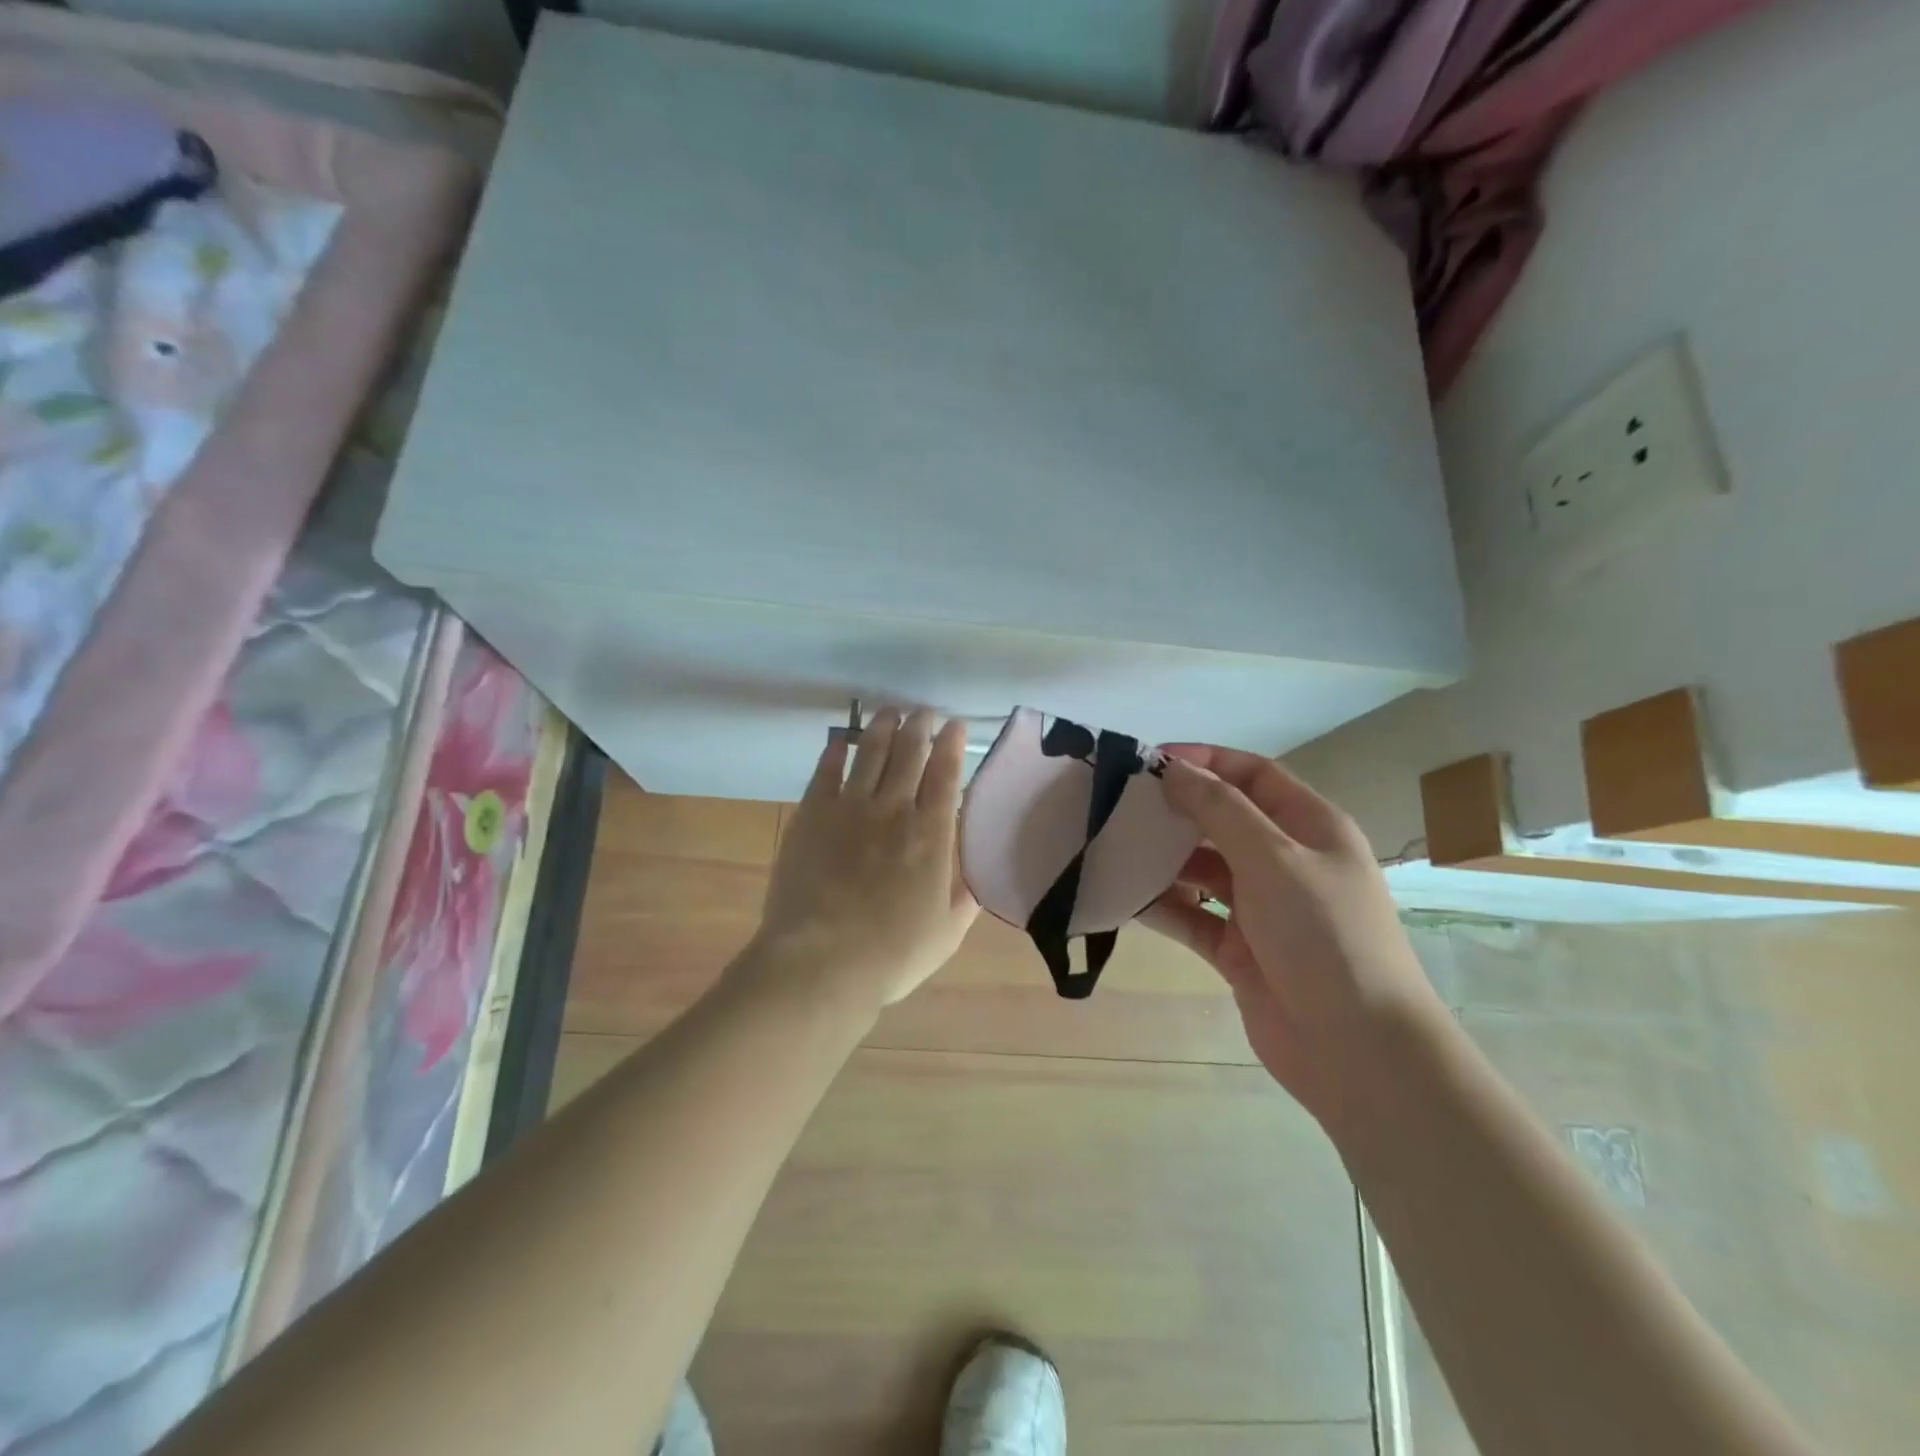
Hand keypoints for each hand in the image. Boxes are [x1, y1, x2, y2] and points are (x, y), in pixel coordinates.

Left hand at [750, 708, 979, 1008]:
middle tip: (924, 712)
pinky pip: (827, 770)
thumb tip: (974, 869)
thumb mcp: (947, 931)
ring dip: (883, 727)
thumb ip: (965, 895)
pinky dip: (837, 750)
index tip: (956, 724)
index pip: (946, 773)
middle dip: (920, 725)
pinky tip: (842, 740)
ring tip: (890, 712)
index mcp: (932, 834)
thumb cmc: (892, 954)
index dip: (952, 743)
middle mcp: (894, 809)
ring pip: (871, 752)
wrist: (821, 962)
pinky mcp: (813, 813)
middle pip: (910, 752)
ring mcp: (850, 807)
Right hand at [1139, 745, 1446, 1125]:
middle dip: (1177, 810)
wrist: (1357, 1050)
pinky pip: (1193, 916)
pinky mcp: (1238, 950)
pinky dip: (1164, 905)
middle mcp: (1286, 861)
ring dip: (1165, 859)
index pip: (1253, 775)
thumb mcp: (1274, 858)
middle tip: (1120, 805)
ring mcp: (1262, 908)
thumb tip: (1175, 769)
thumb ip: (1220, 810)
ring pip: (1204, 868)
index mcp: (1310, 827)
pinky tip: (1125, 898)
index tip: (1150, 762)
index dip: (1205, 761)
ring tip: (1115, 849)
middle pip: (1223, 819)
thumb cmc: (1323, 935)